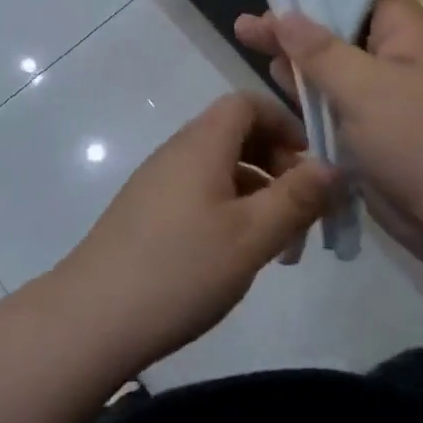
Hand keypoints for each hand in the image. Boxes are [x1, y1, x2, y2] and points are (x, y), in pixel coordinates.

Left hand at [54, 93, 335, 371]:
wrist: (89, 320)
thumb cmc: (180, 270)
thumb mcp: (252, 236)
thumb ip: (296, 197)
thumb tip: (333, 166)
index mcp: (202, 143)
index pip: (247, 102)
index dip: (285, 122)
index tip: (312, 162)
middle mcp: (178, 151)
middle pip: (236, 134)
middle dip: (278, 164)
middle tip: (304, 211)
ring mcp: (158, 182)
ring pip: (220, 169)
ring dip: (257, 194)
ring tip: (281, 246)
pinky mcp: (146, 213)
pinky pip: (199, 193)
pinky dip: (230, 210)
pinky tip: (238, 255)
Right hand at [233, 0, 422, 258]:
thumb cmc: (419, 141)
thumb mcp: (363, 88)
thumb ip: (319, 50)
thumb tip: (283, 14)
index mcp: (408, 34)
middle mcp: (399, 58)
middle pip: (342, 28)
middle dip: (296, 25)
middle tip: (248, 24)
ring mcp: (388, 98)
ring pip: (336, 68)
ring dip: (298, 59)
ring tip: (249, 42)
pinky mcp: (377, 133)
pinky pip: (339, 104)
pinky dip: (310, 95)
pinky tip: (278, 85)